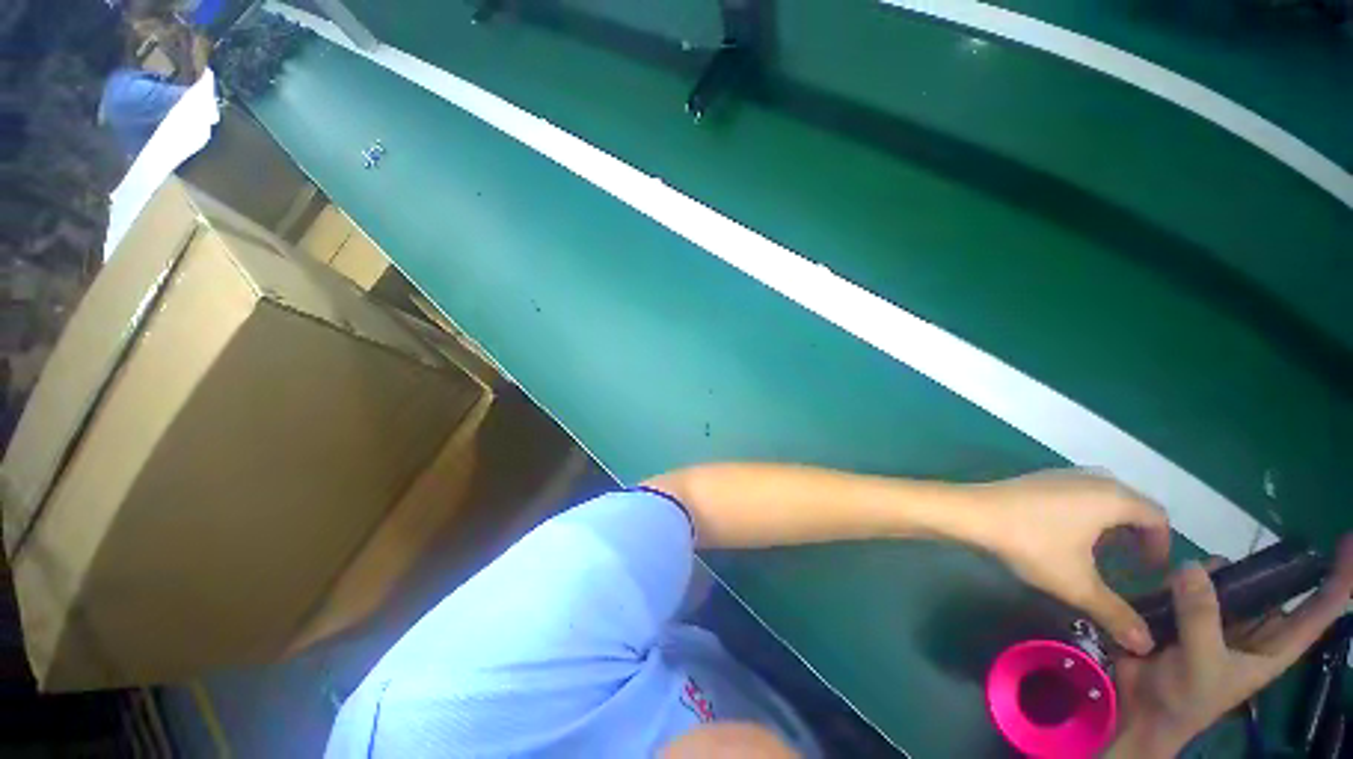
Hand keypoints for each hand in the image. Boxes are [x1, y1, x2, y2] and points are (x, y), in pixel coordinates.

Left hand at [968, 470, 1170, 653]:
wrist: (972, 512)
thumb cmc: (1031, 543)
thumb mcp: (1078, 584)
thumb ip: (1115, 613)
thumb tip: (1146, 645)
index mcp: (1112, 497)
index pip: (1157, 516)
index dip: (1161, 545)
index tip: (1150, 573)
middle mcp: (1092, 479)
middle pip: (1132, 503)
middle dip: (1138, 534)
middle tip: (1131, 564)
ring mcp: (1062, 475)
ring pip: (1103, 496)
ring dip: (1111, 523)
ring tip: (1102, 552)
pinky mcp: (1038, 478)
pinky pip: (1078, 493)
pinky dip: (1086, 512)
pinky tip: (1068, 535)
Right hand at [1107, 537, 1352, 757]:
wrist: (1142, 709)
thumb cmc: (1186, 698)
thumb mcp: (1201, 664)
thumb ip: (1201, 617)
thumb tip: (1195, 566)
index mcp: (1273, 648)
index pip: (1318, 611)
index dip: (1337, 579)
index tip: (1346, 542)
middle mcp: (1255, 630)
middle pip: (1274, 590)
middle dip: (1270, 568)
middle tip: (1254, 552)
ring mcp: (1220, 621)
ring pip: (1232, 583)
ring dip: (1220, 573)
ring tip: (1196, 573)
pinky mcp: (1187, 614)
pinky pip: (1194, 585)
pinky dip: (1187, 576)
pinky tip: (1173, 575)